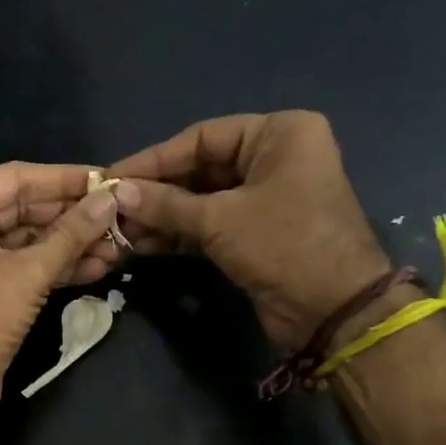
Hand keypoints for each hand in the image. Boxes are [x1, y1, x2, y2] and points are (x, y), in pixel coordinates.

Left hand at [0, 163, 120, 421]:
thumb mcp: (28, 272)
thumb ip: (71, 234)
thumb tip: (109, 200)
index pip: (16, 178)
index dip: (65, 179)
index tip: (107, 179)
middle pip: (24, 209)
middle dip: (72, 218)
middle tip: (119, 216)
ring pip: (29, 241)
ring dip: (71, 245)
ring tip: (118, 245)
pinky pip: (24, 267)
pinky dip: (57, 268)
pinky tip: (98, 267)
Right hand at [107, 111, 389, 350]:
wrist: (333, 310)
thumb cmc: (284, 245)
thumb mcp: (220, 219)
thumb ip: (166, 204)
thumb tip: (118, 193)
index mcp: (278, 134)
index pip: (202, 138)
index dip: (154, 159)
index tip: (113, 178)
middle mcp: (274, 158)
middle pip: (201, 168)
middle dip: (156, 192)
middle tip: (112, 208)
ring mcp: (266, 198)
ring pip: (202, 200)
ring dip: (163, 216)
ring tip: (120, 230)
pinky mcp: (257, 233)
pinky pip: (211, 225)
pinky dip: (180, 234)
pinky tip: (143, 243)